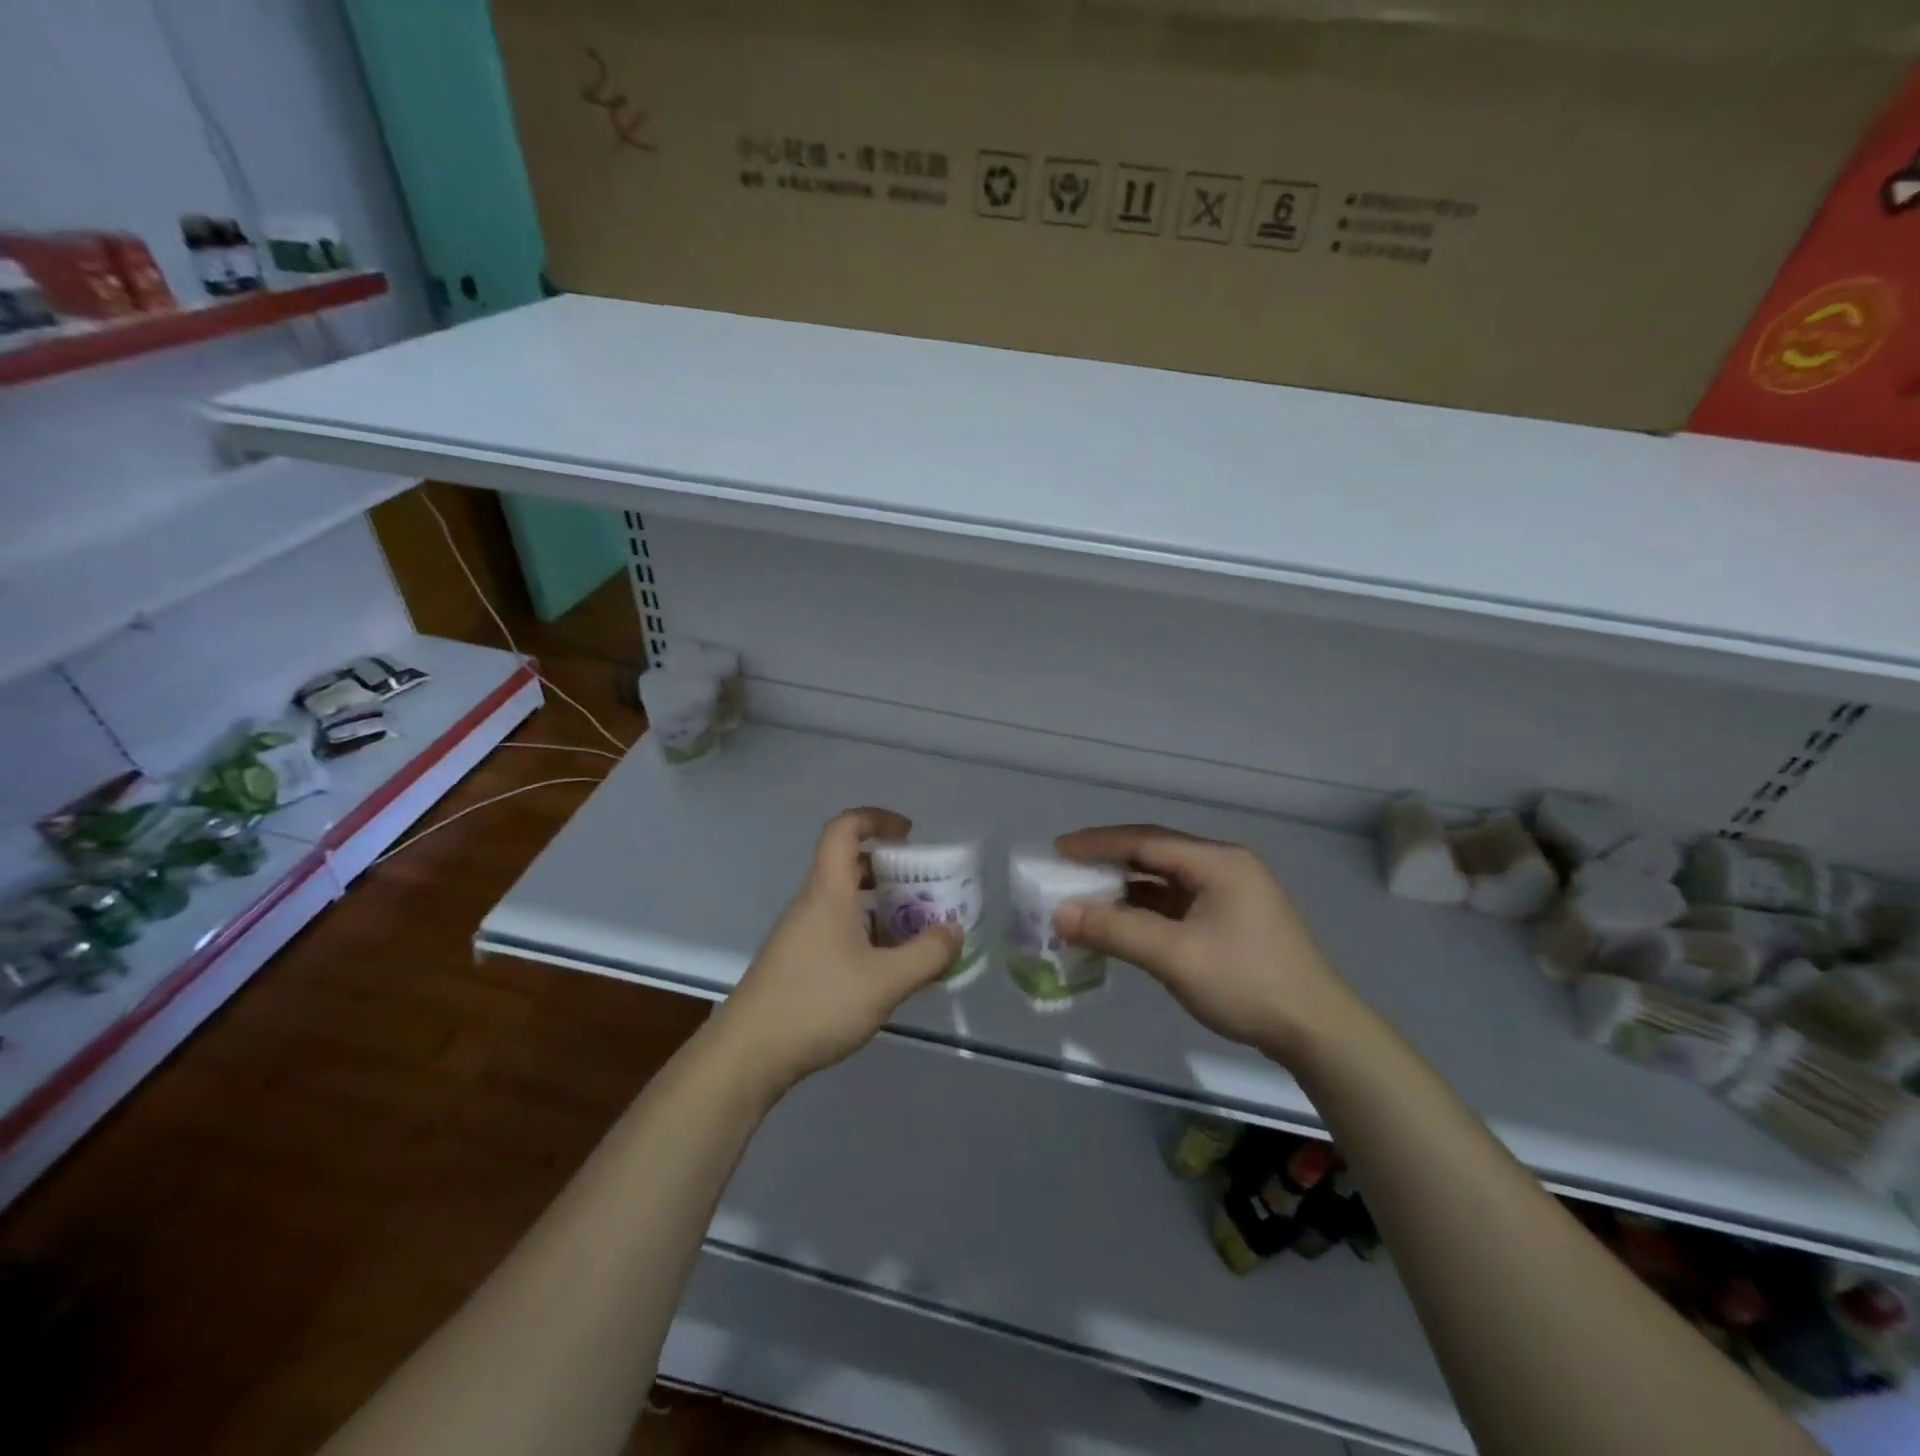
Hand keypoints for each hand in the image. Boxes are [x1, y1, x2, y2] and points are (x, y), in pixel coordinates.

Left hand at [713, 807, 960, 1094]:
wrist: (748, 1054)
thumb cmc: (817, 1003)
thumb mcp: (885, 981)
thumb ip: (927, 955)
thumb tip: (955, 931)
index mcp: (828, 891)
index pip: (844, 829)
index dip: (876, 819)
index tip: (909, 834)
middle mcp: (812, 903)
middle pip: (848, 865)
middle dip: (889, 869)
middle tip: (924, 888)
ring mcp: (800, 934)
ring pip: (844, 901)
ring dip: (880, 906)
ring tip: (916, 931)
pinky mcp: (797, 962)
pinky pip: (837, 930)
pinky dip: (866, 934)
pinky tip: (887, 968)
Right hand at [1053, 824, 1358, 1061]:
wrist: (1317, 1032)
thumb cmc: (1246, 983)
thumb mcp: (1174, 956)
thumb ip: (1115, 930)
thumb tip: (1059, 914)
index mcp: (1217, 862)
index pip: (1145, 840)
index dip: (1098, 843)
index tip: (1058, 849)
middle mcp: (1224, 867)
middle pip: (1155, 855)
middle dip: (1108, 862)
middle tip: (1066, 870)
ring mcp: (1231, 894)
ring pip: (1165, 881)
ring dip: (1125, 889)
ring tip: (1084, 897)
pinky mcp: (1231, 921)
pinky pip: (1177, 904)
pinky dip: (1145, 910)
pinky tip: (1121, 923)